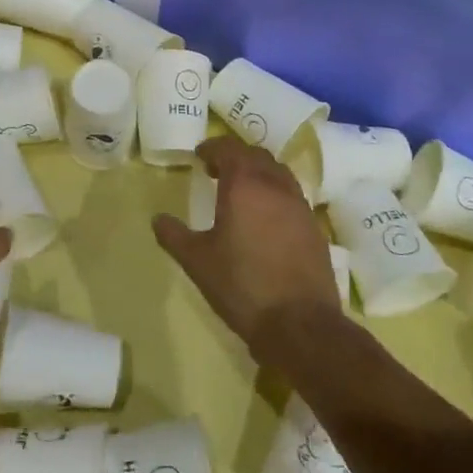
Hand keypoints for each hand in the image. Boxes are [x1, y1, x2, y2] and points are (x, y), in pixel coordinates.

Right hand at [153, 135, 344, 358]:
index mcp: (244, 186)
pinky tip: (264, 218)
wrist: (299, 324)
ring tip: (240, 192)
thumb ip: (174, 235)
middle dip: (235, 156)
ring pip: (278, 173)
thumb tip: (157, 219)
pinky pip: (291, 196)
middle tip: (216, 171)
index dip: (212, 148)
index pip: (229, 149)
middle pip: (256, 156)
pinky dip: (274, 193)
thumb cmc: (241, 286)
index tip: (199, 156)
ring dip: (258, 173)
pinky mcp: (314, 228)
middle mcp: (276, 187)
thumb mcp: (197, 262)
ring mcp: (300, 206)